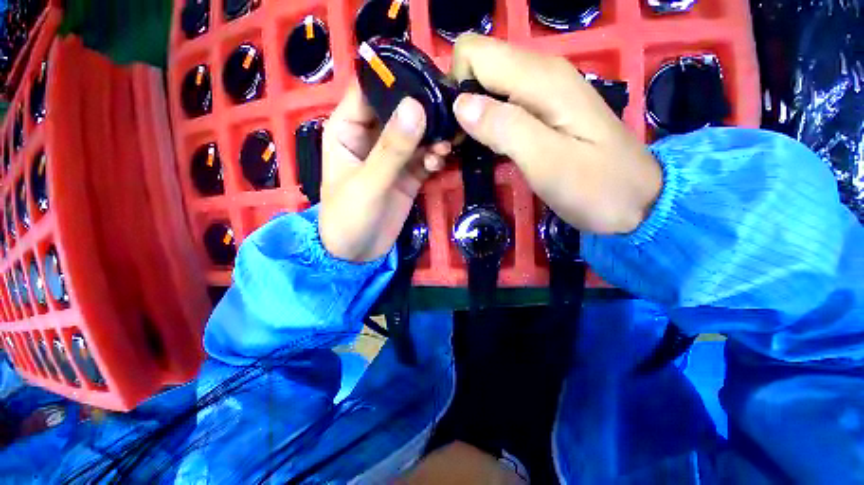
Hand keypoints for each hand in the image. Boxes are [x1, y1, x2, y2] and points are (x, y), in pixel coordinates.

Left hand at [319, 83, 448, 261]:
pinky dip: (435, 156)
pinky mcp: (408, 173)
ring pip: (417, 134)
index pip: (371, 89)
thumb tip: (416, 107)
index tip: (429, 82)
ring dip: (433, 137)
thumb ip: (392, 149)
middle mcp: (371, 136)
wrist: (358, 253)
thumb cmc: (349, 217)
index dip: (398, 80)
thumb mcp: (368, 183)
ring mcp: (392, 156)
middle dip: (424, 111)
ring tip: (443, 147)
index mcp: (349, 128)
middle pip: (400, 110)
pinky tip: (439, 162)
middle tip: (447, 115)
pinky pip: (425, 156)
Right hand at [450, 34, 662, 233]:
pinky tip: (487, 149)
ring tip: (469, 151)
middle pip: (477, 68)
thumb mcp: (548, 161)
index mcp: (541, 79)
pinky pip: (500, 108)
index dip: (455, 87)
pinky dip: (485, 126)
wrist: (636, 202)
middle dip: (459, 104)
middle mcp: (540, 75)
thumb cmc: (595, 187)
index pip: (474, 53)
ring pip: (486, 89)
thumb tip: (460, 105)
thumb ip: (504, 128)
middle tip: (458, 146)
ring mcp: (542, 95)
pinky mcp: (542, 115)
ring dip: (470, 118)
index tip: (456, 130)